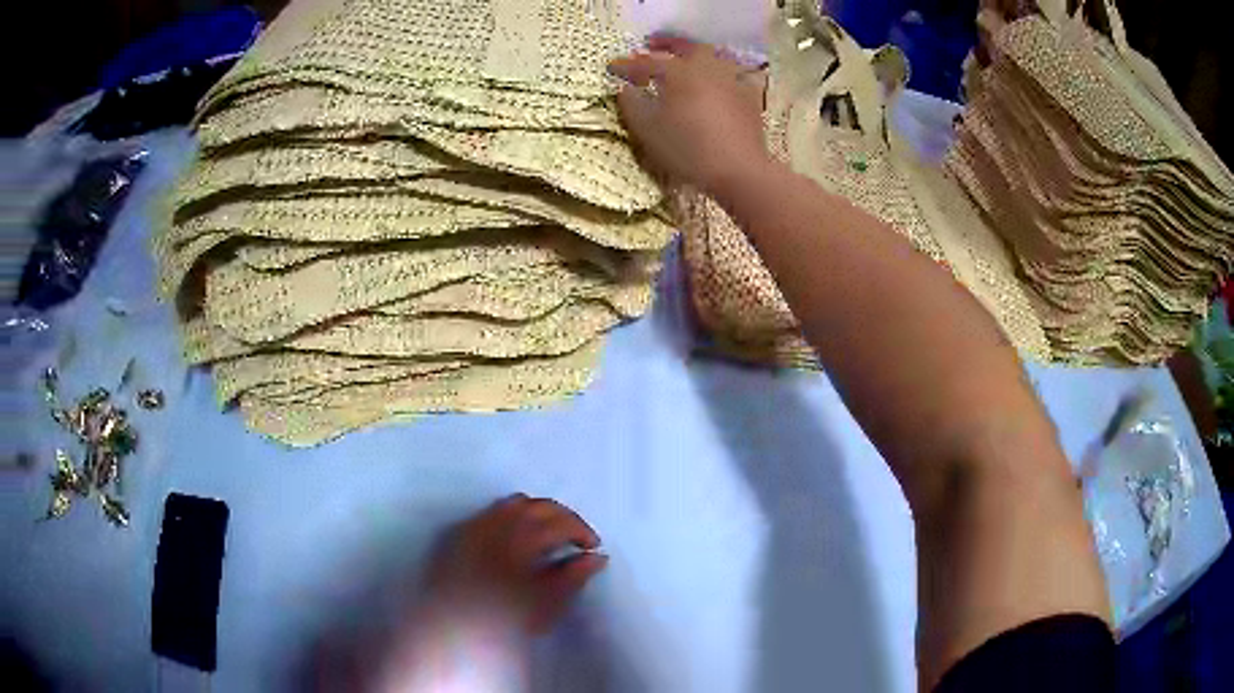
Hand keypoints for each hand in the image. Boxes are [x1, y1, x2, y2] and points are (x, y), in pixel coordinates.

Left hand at [425, 494, 607, 634]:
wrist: (453, 631)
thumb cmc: (504, 623)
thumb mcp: (548, 604)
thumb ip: (574, 576)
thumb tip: (596, 557)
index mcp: (521, 540)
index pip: (560, 522)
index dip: (582, 531)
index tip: (592, 548)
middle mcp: (496, 525)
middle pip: (538, 506)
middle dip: (562, 517)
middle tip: (575, 538)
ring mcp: (474, 527)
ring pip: (512, 504)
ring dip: (536, 513)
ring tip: (547, 535)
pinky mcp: (458, 535)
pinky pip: (490, 513)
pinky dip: (510, 516)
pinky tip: (516, 537)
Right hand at [609, 36, 769, 194]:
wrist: (739, 170)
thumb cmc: (688, 149)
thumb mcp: (649, 130)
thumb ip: (633, 105)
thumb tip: (626, 89)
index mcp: (679, 72)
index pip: (647, 62)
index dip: (627, 65)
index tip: (612, 68)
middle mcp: (707, 68)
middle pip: (686, 47)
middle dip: (667, 44)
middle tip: (652, 45)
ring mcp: (732, 80)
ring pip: (712, 57)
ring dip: (695, 54)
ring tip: (684, 61)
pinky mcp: (749, 97)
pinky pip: (732, 74)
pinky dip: (719, 72)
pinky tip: (715, 81)